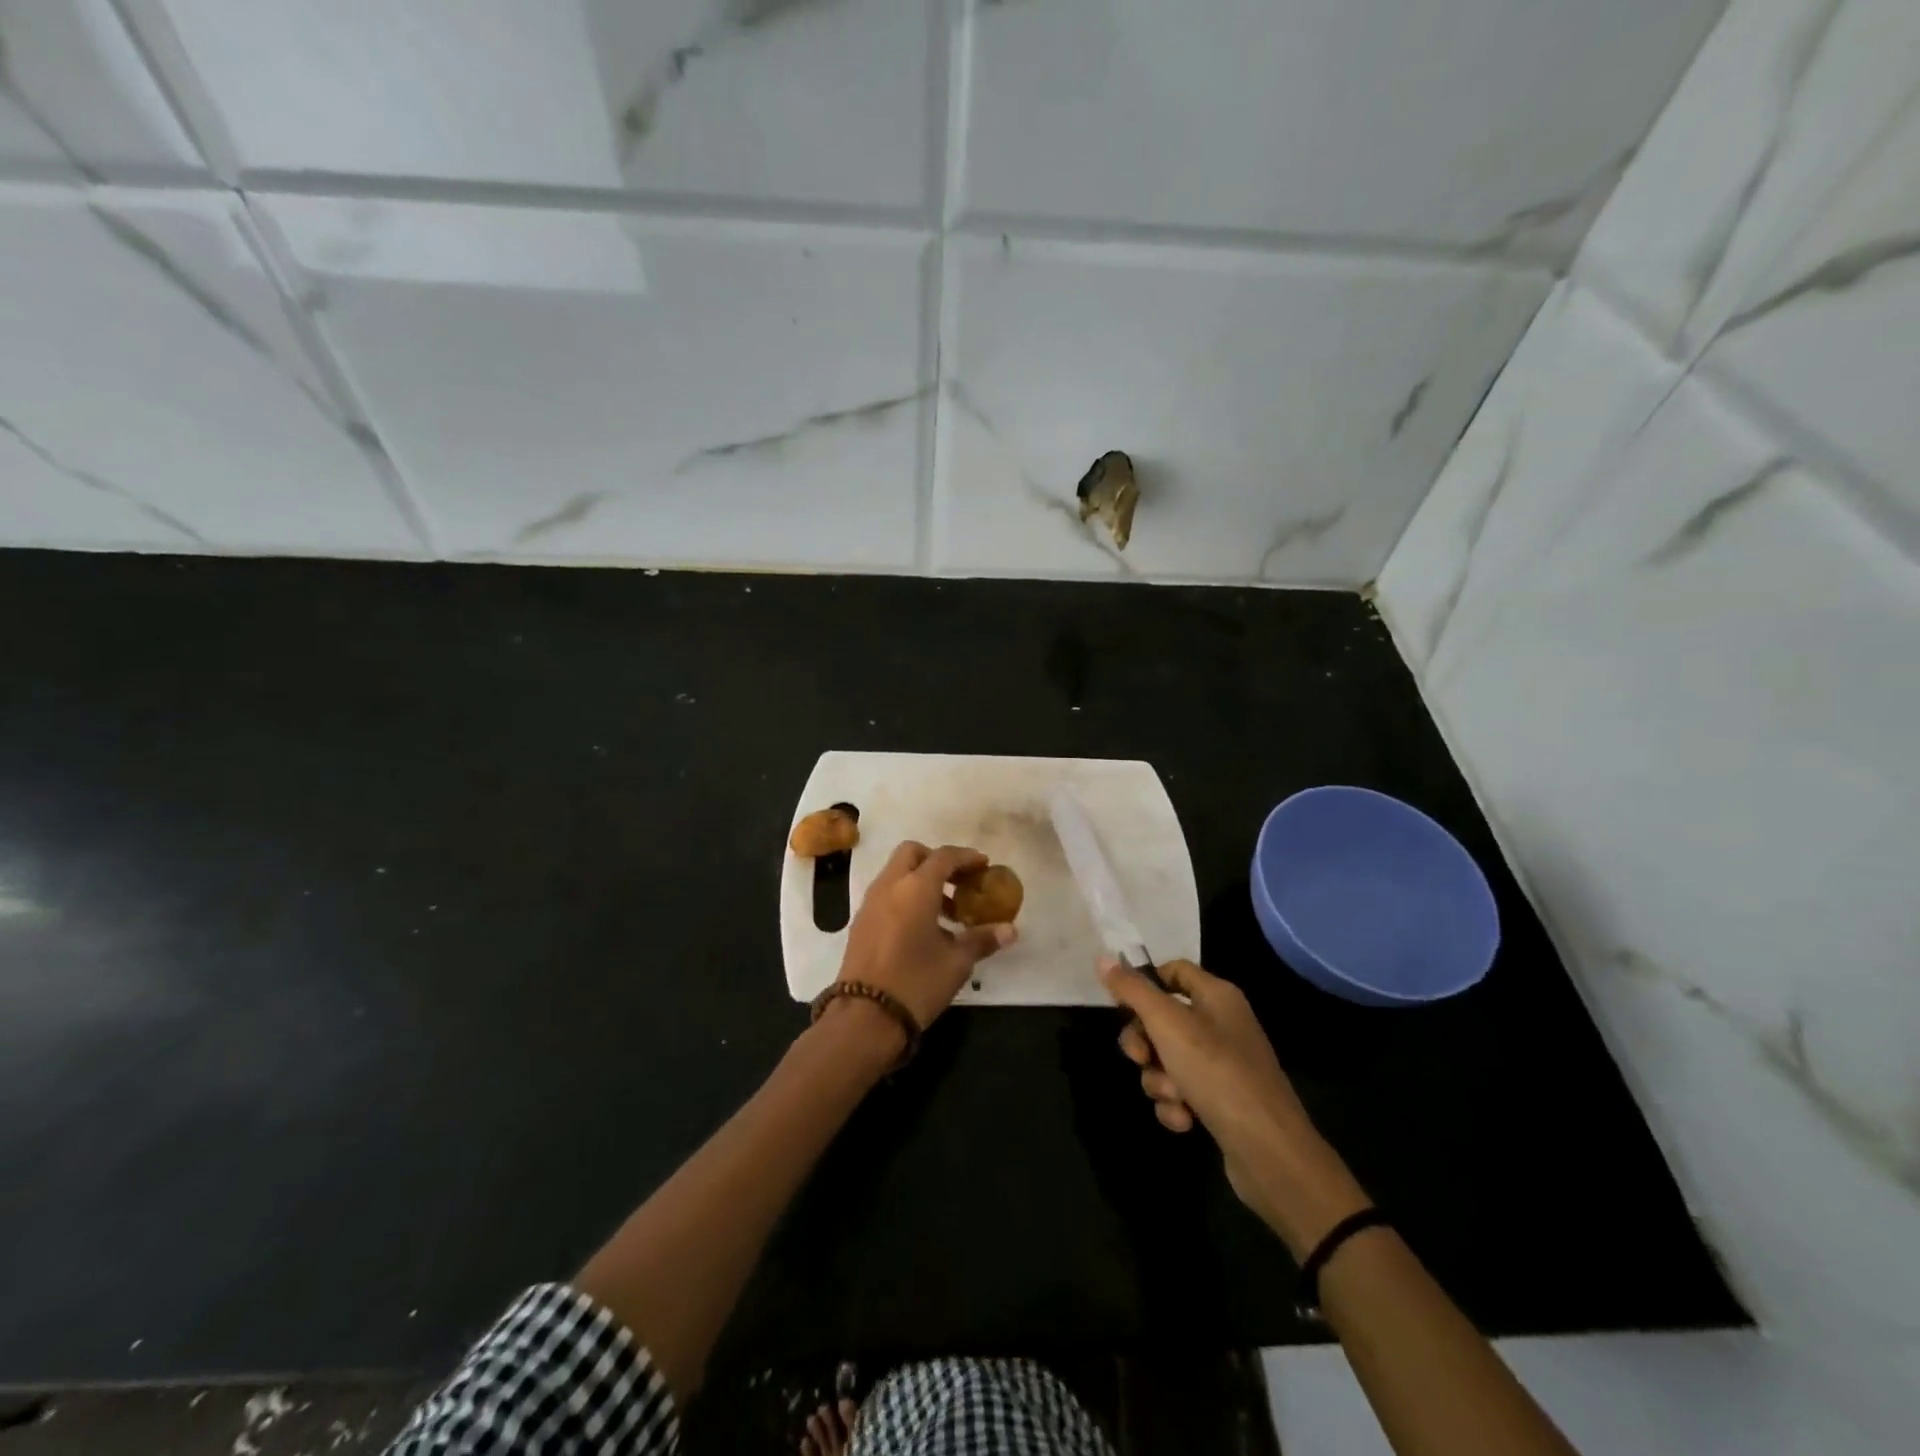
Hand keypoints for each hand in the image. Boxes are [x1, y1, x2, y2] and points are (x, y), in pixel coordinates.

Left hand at [838, 841, 1016, 1029]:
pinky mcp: (861, 921)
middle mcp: (890, 885)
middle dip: (937, 860)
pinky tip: (923, 927)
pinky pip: (886, 892)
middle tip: (959, 882)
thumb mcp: (956, 963)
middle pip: (913, 853)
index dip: (966, 857)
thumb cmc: (916, 983)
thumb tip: (1009, 930)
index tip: (983, 865)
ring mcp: (871, 902)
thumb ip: (982, 939)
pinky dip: (905, 895)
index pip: (944, 856)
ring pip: (897, 872)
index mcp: (916, 888)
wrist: (864, 1016)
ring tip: (947, 912)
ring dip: (921, 879)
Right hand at [1102, 957, 1367, 1254]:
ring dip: (1160, 1079)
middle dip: (1144, 1042)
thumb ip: (1133, 990)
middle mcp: (1222, 1024)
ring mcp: (1223, 1065)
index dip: (1144, 984)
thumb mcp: (1167, 1023)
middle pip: (1163, 1019)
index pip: (1172, 970)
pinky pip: (1182, 1092)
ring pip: (1167, 1059)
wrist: (1269, 1151)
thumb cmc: (1217, 1072)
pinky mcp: (1221, 1101)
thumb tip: (1102, 959)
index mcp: (1217, 995)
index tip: (1121, 1007)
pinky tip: (1185, 1120)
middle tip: (1140, 1057)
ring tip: (1175, 1096)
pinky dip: (1176, 1105)